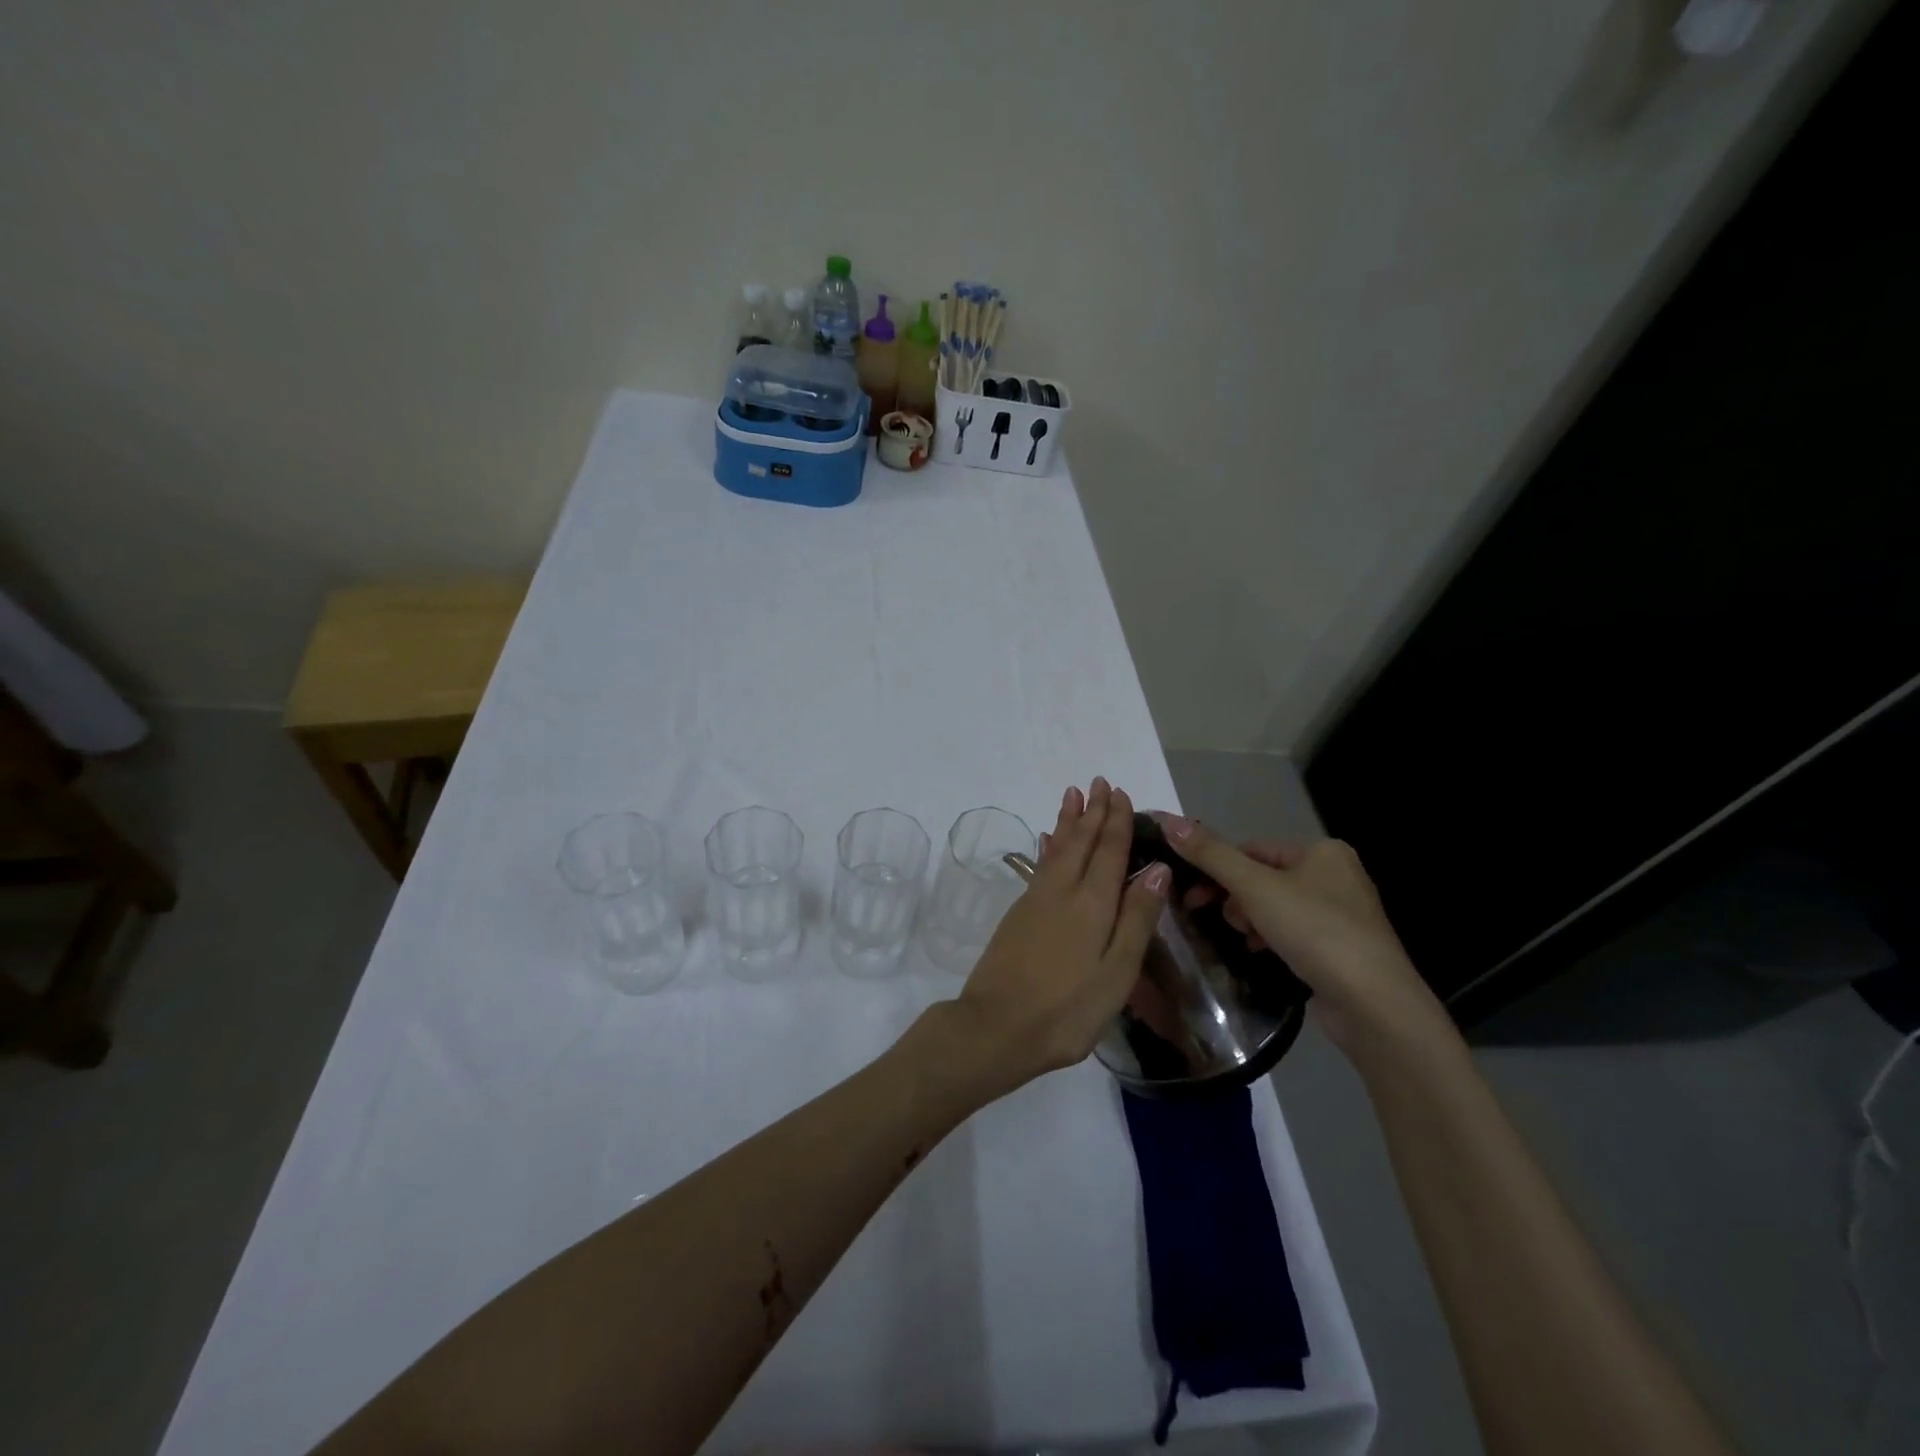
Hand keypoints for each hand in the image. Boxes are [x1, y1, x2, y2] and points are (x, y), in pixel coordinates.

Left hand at [949, 778, 1168, 1092]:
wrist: (995, 1027)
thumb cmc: (1067, 1009)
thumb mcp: (1116, 972)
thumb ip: (1137, 919)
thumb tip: (1158, 868)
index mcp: (1092, 903)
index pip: (1109, 851)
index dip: (1116, 822)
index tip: (1120, 793)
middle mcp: (1062, 891)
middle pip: (1080, 842)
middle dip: (1092, 812)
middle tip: (1098, 782)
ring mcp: (1035, 901)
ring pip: (1056, 849)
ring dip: (1067, 821)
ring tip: (1072, 795)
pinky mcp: (1017, 914)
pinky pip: (1039, 866)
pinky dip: (1047, 847)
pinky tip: (1046, 842)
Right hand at [1154, 817, 1451, 1060]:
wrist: (1373, 1004)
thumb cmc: (1315, 931)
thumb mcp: (1254, 887)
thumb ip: (1210, 854)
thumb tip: (1167, 820)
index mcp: (1323, 851)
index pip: (1253, 849)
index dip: (1218, 867)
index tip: (1191, 893)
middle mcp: (1337, 876)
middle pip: (1263, 878)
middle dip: (1235, 898)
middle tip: (1212, 917)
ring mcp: (1343, 916)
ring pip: (1276, 908)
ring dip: (1250, 920)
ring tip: (1243, 939)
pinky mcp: (1342, 950)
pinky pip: (1293, 934)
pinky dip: (1271, 940)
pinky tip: (1259, 953)